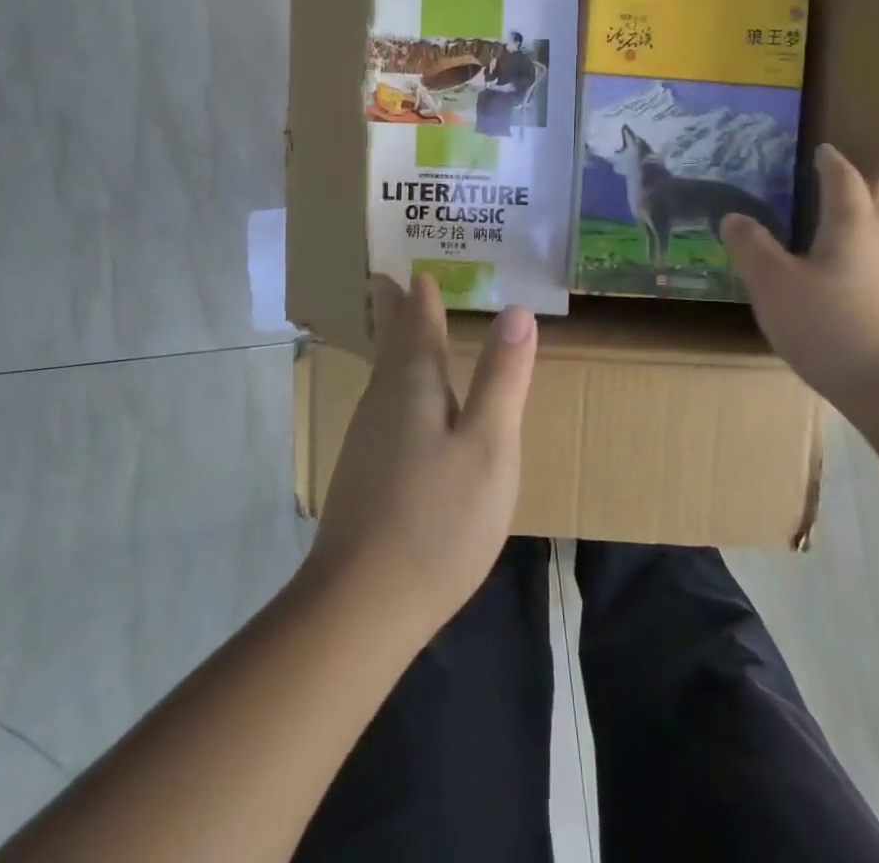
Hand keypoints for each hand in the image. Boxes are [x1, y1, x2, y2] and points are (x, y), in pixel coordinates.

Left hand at [303, 275, 536, 640]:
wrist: (362, 605)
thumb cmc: (438, 517)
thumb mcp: (488, 445)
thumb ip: (502, 378)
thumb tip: (516, 310)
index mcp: (413, 385)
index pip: (417, 326)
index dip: (420, 299)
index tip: (414, 271)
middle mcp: (383, 402)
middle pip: (391, 345)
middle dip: (393, 313)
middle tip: (385, 282)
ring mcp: (367, 440)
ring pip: (384, 377)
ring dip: (392, 346)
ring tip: (400, 330)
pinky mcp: (364, 475)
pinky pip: (384, 408)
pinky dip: (394, 386)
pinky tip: (403, 407)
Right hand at [722, 143, 878, 419]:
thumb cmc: (831, 328)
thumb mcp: (774, 286)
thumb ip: (752, 248)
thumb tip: (733, 216)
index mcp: (852, 224)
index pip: (843, 179)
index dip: (831, 162)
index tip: (822, 149)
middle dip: (867, 181)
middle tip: (852, 171)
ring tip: (869, 210)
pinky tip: (871, 269)